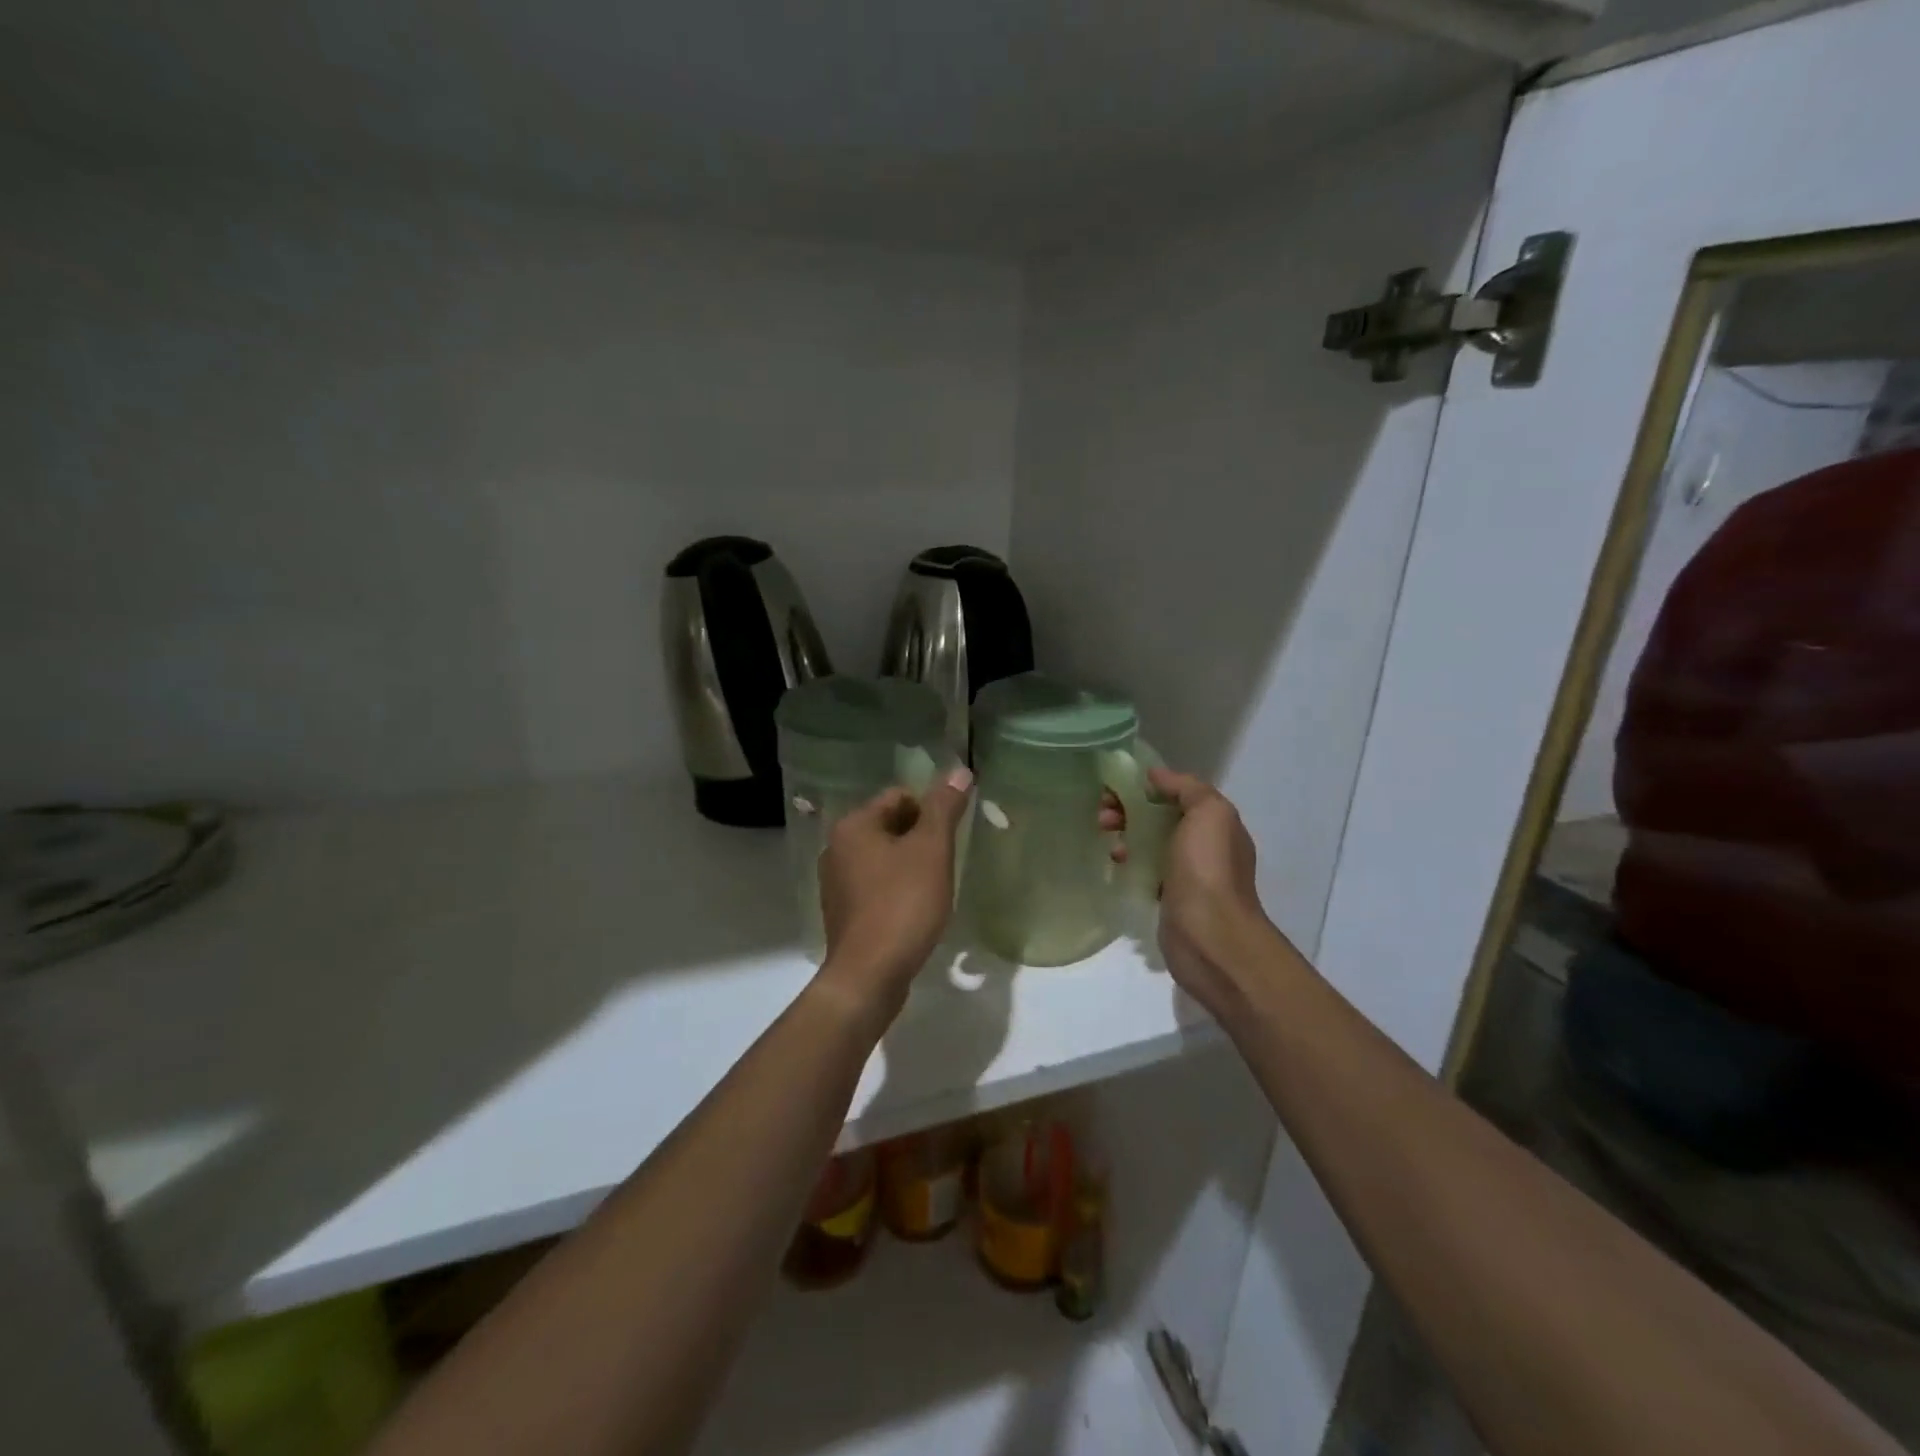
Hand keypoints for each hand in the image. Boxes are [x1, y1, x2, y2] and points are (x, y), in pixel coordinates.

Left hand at [815, 766, 973, 1015]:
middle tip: (945, 864)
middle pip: (890, 826)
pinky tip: (914, 911)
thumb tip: (959, 770)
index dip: (930, 812)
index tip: (950, 839)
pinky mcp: (843, 912)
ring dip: (910, 866)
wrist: (870, 975)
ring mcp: (836, 882)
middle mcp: (836, 848)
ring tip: (932, 889)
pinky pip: (876, 886)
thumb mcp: (932, 849)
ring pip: (884, 858)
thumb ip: (945, 807)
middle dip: (921, 839)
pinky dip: (897, 890)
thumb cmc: (903, 904)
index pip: (900, 797)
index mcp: (853, 825)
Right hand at [1104, 768, 1282, 1018]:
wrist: (1210, 936)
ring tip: (1108, 840)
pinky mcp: (1169, 898)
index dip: (1147, 786)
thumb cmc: (1208, 869)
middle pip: (1160, 817)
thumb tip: (1157, 776)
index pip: (1178, 794)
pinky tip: (1117, 863)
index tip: (1117, 787)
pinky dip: (1129, 861)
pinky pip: (1145, 869)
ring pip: (1150, 842)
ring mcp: (1187, 874)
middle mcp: (1205, 846)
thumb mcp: (1208, 813)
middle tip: (1103, 814)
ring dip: (1126, 834)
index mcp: (1216, 823)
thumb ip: (1186, 788)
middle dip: (1130, 809)